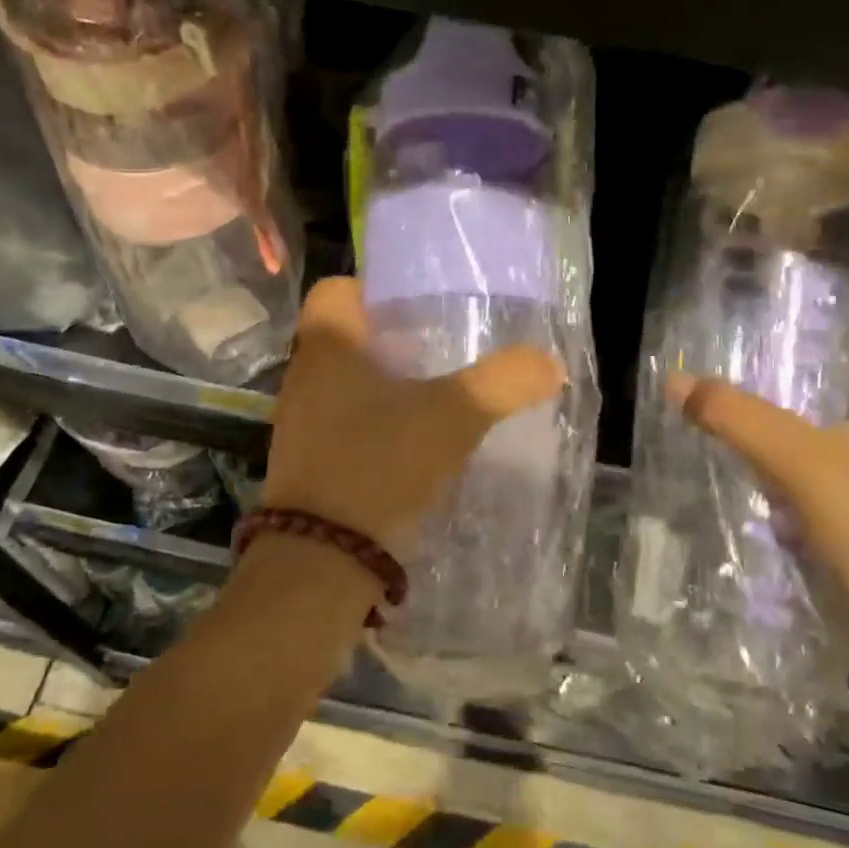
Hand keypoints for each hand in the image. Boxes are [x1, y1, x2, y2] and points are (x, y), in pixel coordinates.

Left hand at [263, 277, 564, 557]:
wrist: (322, 559)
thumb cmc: (380, 462)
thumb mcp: (455, 414)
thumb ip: (504, 381)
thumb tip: (548, 363)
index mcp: (328, 345)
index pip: (336, 288)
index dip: (374, 288)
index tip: (417, 305)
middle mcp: (305, 376)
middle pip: (346, 336)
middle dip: (391, 339)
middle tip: (440, 347)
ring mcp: (300, 422)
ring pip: (345, 383)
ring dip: (384, 385)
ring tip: (435, 395)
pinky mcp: (307, 463)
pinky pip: (344, 423)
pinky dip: (375, 424)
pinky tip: (414, 443)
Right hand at [669, 304, 848, 648]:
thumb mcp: (802, 465)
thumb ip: (738, 418)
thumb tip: (677, 380)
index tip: (801, 322)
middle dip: (812, 369)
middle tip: (751, 369)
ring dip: (802, 426)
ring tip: (744, 421)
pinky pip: (844, 481)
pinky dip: (806, 475)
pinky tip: (763, 486)